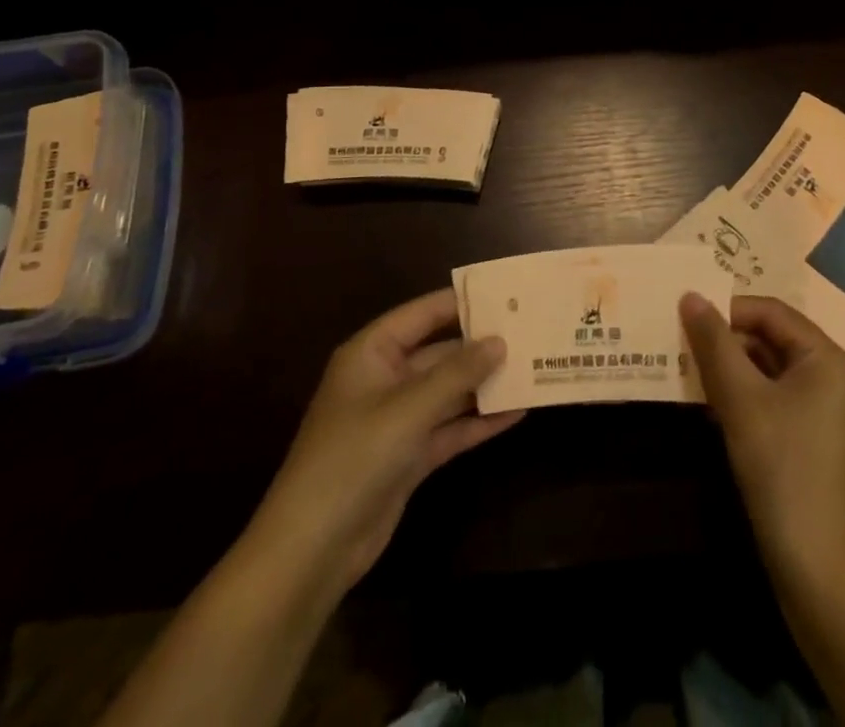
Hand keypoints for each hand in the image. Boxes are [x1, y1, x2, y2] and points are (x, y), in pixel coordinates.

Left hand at [245, 289, 523, 598]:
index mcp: (372, 353)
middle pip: (440, 352)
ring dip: (485, 384)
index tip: (506, 293)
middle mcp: (385, 378)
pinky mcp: (409, 456)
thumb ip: (457, 374)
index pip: (422, 314)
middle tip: (530, 332)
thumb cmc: (353, 459)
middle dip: (481, 346)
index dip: (461, 302)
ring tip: (532, 368)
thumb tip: (499, 341)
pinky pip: (450, 428)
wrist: (312, 550)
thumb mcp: (408, 409)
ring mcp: (397, 419)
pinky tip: (517, 413)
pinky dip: (479, 422)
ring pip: (449, 391)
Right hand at [680, 293, 844, 572]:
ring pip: (768, 366)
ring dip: (730, 366)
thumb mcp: (739, 395)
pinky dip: (742, 392)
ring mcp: (823, 407)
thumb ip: (713, 341)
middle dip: (726, 339)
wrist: (811, 556)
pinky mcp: (810, 434)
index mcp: (825, 356)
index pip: (770, 311)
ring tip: (689, 369)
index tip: (687, 319)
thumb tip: (690, 295)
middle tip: (683, 343)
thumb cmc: (779, 462)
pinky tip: (710, 403)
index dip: (728, 309)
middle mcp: (831, 374)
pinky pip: (772, 394)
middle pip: (771, 336)